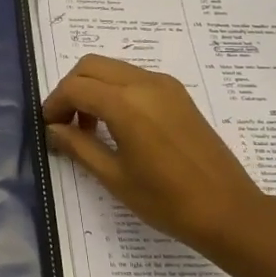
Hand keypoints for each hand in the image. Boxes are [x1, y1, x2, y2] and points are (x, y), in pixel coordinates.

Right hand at [43, 54, 269, 260]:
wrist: (227, 210)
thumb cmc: (166, 200)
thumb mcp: (113, 176)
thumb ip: (78, 146)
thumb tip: (53, 128)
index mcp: (126, 104)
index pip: (75, 87)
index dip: (54, 104)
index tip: (48, 128)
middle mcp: (145, 83)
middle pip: (91, 66)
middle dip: (71, 89)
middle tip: (64, 124)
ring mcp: (165, 86)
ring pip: (113, 69)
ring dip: (93, 89)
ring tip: (89, 129)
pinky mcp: (178, 95)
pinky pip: (135, 78)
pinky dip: (115, 91)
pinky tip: (116, 126)